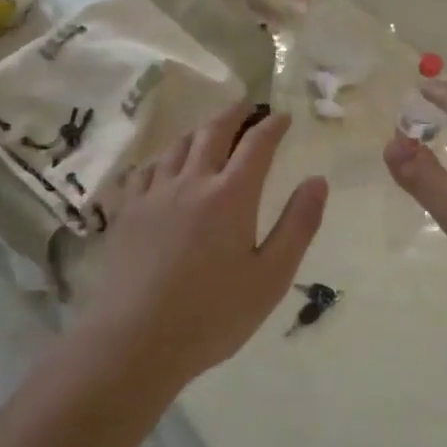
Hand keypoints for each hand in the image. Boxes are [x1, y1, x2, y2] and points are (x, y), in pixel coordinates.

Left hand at [77, 102, 328, 388]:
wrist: (135, 340)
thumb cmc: (213, 314)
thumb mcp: (271, 276)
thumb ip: (298, 225)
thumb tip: (318, 181)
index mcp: (231, 195)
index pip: (257, 144)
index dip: (273, 125)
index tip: (284, 116)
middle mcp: (192, 182)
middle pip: (214, 131)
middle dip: (235, 113)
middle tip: (248, 106)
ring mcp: (154, 194)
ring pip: (178, 145)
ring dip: (200, 130)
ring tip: (212, 129)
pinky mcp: (128, 211)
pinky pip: (148, 168)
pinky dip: (166, 157)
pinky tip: (166, 166)